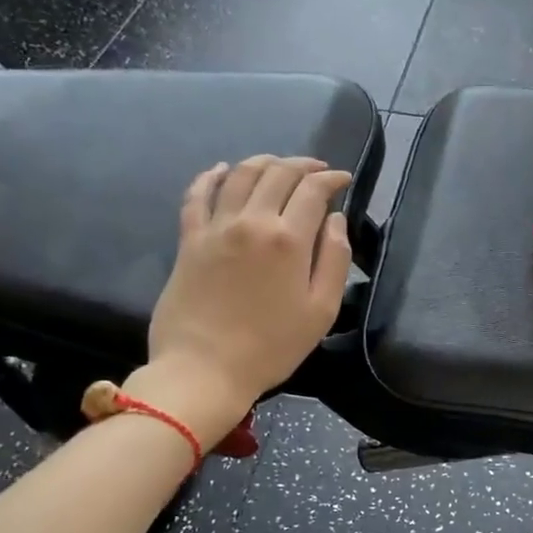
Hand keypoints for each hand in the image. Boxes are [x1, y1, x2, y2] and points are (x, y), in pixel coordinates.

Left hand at [126, 156, 351, 446]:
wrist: (204, 370)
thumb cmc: (272, 347)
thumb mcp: (322, 310)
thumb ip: (335, 259)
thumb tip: (336, 220)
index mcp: (289, 239)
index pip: (313, 190)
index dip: (332, 178)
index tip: (343, 180)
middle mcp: (252, 221)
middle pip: (278, 173)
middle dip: (302, 165)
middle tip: (316, 170)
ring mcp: (216, 227)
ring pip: (240, 175)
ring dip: (263, 162)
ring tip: (278, 165)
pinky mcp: (189, 240)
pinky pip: (197, 195)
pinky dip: (210, 176)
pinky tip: (221, 169)